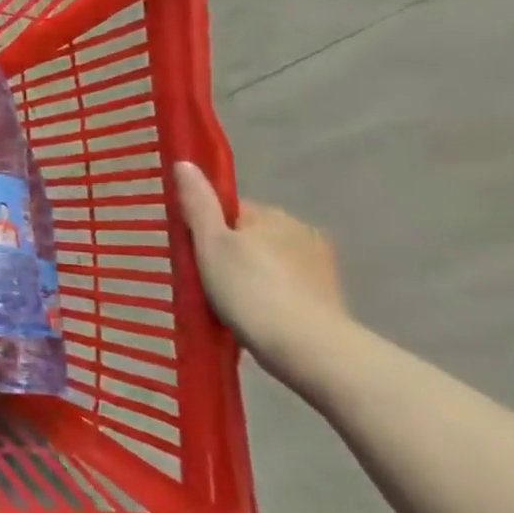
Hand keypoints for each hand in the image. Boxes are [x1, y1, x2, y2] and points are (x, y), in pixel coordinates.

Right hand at [173, 161, 349, 391]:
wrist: (310, 350)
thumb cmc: (250, 290)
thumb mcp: (211, 244)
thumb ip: (198, 203)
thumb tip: (184, 163)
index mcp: (273, 215)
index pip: (229, 210)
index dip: (207, 228)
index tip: (193, 253)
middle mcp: (302, 232)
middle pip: (250, 236)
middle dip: (230, 253)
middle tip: (206, 281)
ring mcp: (320, 267)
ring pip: (269, 263)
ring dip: (252, 276)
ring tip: (230, 304)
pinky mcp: (329, 299)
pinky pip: (286, 288)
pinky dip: (270, 297)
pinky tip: (256, 317)